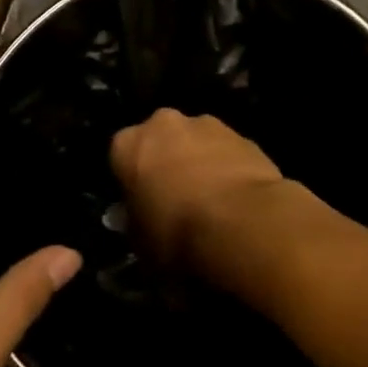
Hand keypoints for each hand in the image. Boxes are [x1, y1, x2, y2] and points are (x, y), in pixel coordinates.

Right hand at [109, 109, 288, 268]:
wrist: (241, 224)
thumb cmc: (175, 233)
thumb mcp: (139, 242)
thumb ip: (135, 223)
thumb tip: (137, 220)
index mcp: (128, 144)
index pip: (122, 158)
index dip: (133, 183)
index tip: (142, 205)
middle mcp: (164, 124)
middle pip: (162, 141)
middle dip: (167, 163)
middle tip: (177, 201)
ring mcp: (209, 125)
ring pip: (198, 144)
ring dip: (201, 164)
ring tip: (214, 204)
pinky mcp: (246, 137)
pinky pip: (230, 154)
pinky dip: (231, 170)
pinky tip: (239, 202)